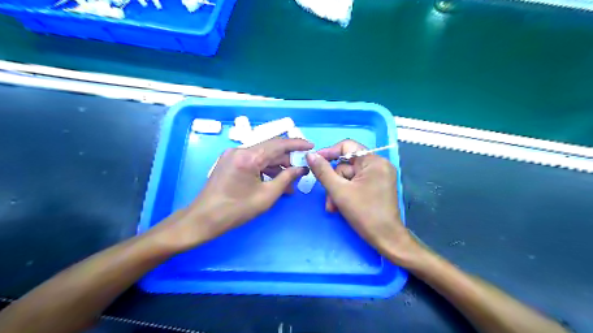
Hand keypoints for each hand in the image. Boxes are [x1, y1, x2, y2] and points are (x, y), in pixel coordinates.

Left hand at [152, 136, 312, 250]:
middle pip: (270, 149)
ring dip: (277, 166)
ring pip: (262, 155)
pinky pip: (253, 161)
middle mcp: (240, 150)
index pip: (278, 144)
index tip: (311, 146)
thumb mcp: (267, 196)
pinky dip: (265, 169)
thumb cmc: (236, 210)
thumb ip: (286, 178)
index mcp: (248, 156)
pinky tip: (275, 181)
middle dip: (288, 159)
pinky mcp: (230, 161)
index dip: (297, 144)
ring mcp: (233, 155)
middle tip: (301, 170)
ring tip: (290, 181)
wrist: (204, 219)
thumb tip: (301, 169)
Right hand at [309, 140, 418, 265]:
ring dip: (337, 191)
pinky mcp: (377, 186)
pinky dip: (346, 193)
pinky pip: (356, 183)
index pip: (347, 146)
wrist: (386, 239)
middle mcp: (378, 165)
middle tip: (328, 197)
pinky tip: (340, 206)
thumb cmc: (364, 214)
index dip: (329, 152)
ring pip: (349, 177)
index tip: (314, 161)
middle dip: (334, 181)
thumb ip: (323, 172)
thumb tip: (310, 155)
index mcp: (373, 161)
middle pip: (346, 164)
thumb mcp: (339, 191)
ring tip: (333, 207)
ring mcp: (378, 176)